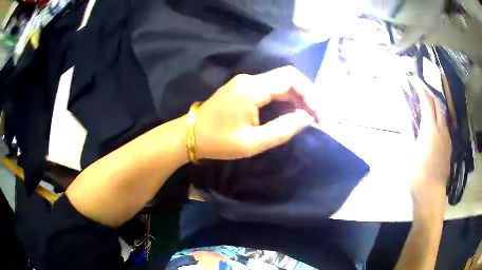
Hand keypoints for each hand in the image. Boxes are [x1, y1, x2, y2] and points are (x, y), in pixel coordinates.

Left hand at [195, 66, 318, 159]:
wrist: (190, 135)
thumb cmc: (218, 142)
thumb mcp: (252, 142)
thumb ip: (282, 130)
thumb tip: (306, 119)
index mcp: (251, 89)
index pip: (291, 79)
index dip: (311, 95)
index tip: (320, 115)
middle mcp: (250, 79)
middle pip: (288, 78)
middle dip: (307, 96)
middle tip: (318, 117)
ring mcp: (246, 82)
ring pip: (280, 83)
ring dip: (297, 98)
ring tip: (309, 117)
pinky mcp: (243, 88)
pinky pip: (271, 88)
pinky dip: (285, 99)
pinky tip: (292, 112)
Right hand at [409, 77, 451, 211]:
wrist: (431, 194)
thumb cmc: (417, 174)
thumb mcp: (409, 152)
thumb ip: (408, 130)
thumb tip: (404, 113)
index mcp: (430, 129)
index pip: (427, 102)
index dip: (421, 89)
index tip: (414, 81)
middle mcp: (442, 130)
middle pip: (438, 104)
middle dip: (430, 94)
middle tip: (422, 90)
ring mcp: (447, 138)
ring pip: (444, 114)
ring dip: (436, 105)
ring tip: (428, 104)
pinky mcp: (449, 146)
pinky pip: (446, 125)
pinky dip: (440, 118)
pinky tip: (435, 124)